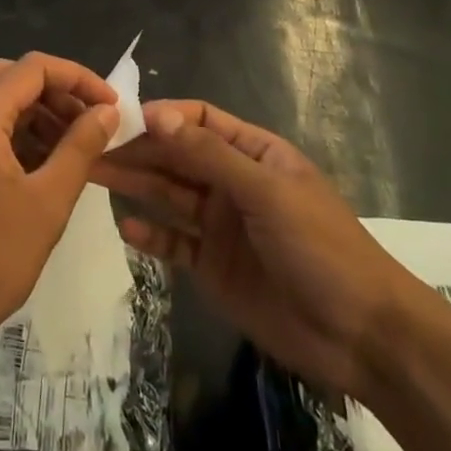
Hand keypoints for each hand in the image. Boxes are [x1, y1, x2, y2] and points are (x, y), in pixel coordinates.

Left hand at [0, 54, 118, 357]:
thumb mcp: (49, 201)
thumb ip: (81, 147)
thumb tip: (107, 112)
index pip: (33, 67)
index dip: (77, 77)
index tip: (110, 105)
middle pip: (12, 75)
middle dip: (56, 90)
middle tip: (90, 119)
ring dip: (38, 110)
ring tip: (76, 142)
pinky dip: (18, 130)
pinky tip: (46, 161)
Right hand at [96, 101, 420, 400]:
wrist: (360, 336)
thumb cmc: (319, 247)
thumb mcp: (265, 192)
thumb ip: (209, 155)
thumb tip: (156, 114)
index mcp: (253, 153)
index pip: (200, 121)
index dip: (163, 117)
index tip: (123, 120)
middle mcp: (233, 183)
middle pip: (177, 156)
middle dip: (138, 149)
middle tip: (90, 147)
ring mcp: (222, 226)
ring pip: (170, 195)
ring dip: (135, 184)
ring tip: (93, 174)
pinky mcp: (214, 267)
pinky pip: (175, 243)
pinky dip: (152, 236)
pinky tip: (126, 227)